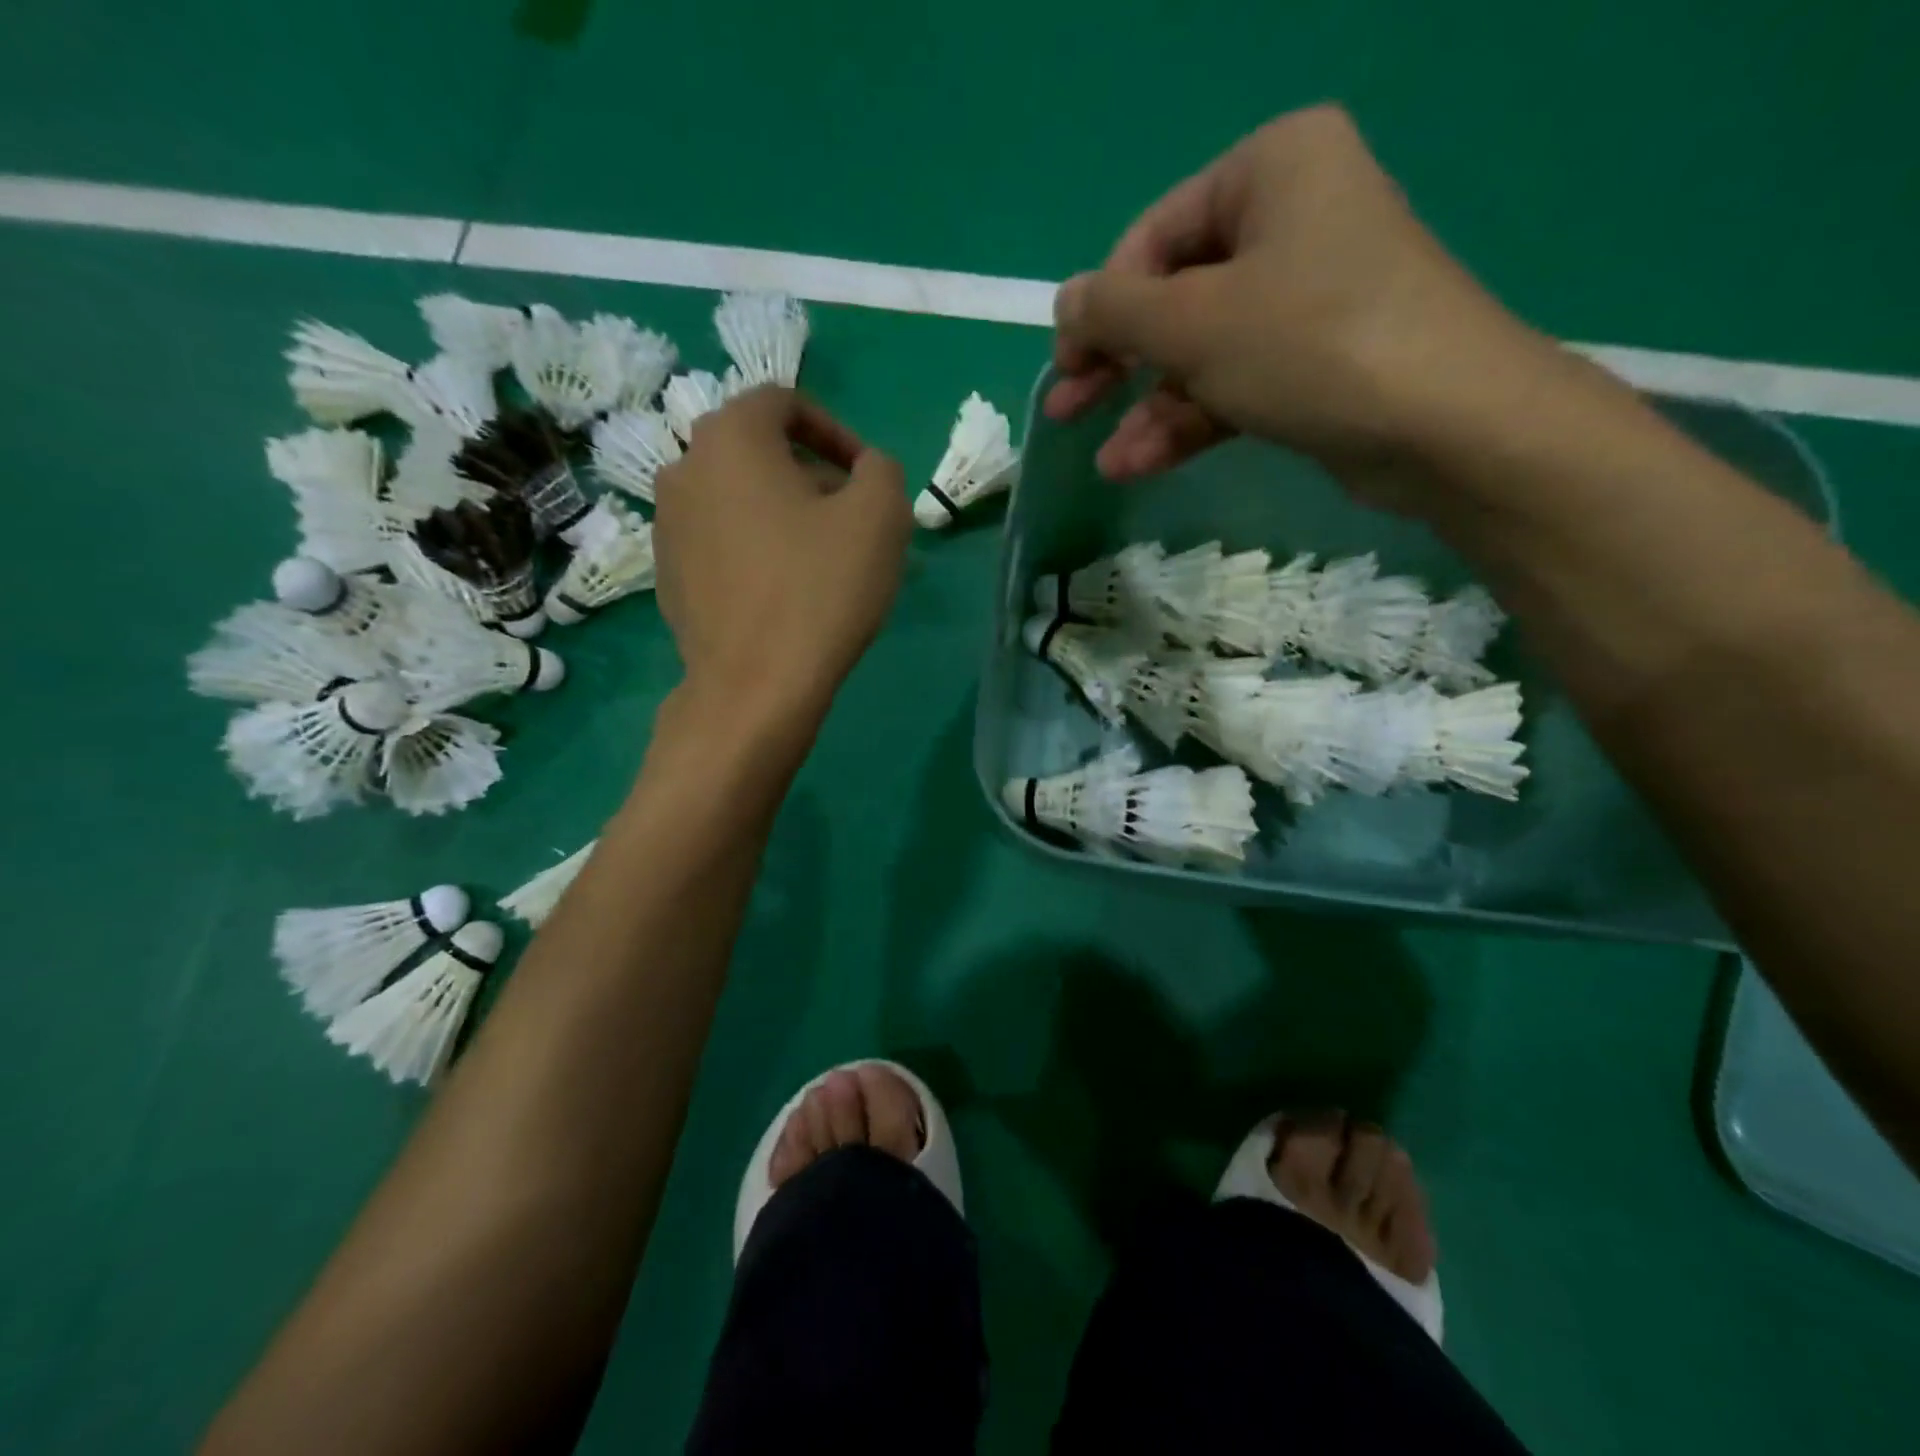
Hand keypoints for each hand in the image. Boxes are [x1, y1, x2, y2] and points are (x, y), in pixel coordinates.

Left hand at [652, 387, 910, 721]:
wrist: (754, 686)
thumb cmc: (820, 589)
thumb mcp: (880, 515)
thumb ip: (881, 469)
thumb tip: (864, 469)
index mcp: (730, 437)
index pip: (785, 402)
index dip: (835, 431)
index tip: (865, 477)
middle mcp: (684, 468)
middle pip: (759, 452)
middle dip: (811, 476)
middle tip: (850, 521)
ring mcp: (666, 525)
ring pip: (737, 498)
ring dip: (782, 514)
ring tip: (820, 559)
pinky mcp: (667, 575)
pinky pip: (720, 542)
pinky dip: (754, 549)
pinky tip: (783, 592)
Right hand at [1047, 104, 1556, 503]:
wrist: (1443, 424)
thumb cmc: (1309, 344)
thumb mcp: (1193, 322)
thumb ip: (1115, 311)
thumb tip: (1064, 303)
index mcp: (1271, 169)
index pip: (1155, 235)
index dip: (1102, 305)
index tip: (1066, 366)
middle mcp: (1292, 219)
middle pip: (1175, 296)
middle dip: (1119, 365)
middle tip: (1067, 410)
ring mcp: (1307, 295)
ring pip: (1202, 351)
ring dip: (1150, 409)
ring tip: (1111, 462)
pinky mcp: (1316, 361)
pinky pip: (1235, 381)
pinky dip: (1190, 420)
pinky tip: (1142, 464)